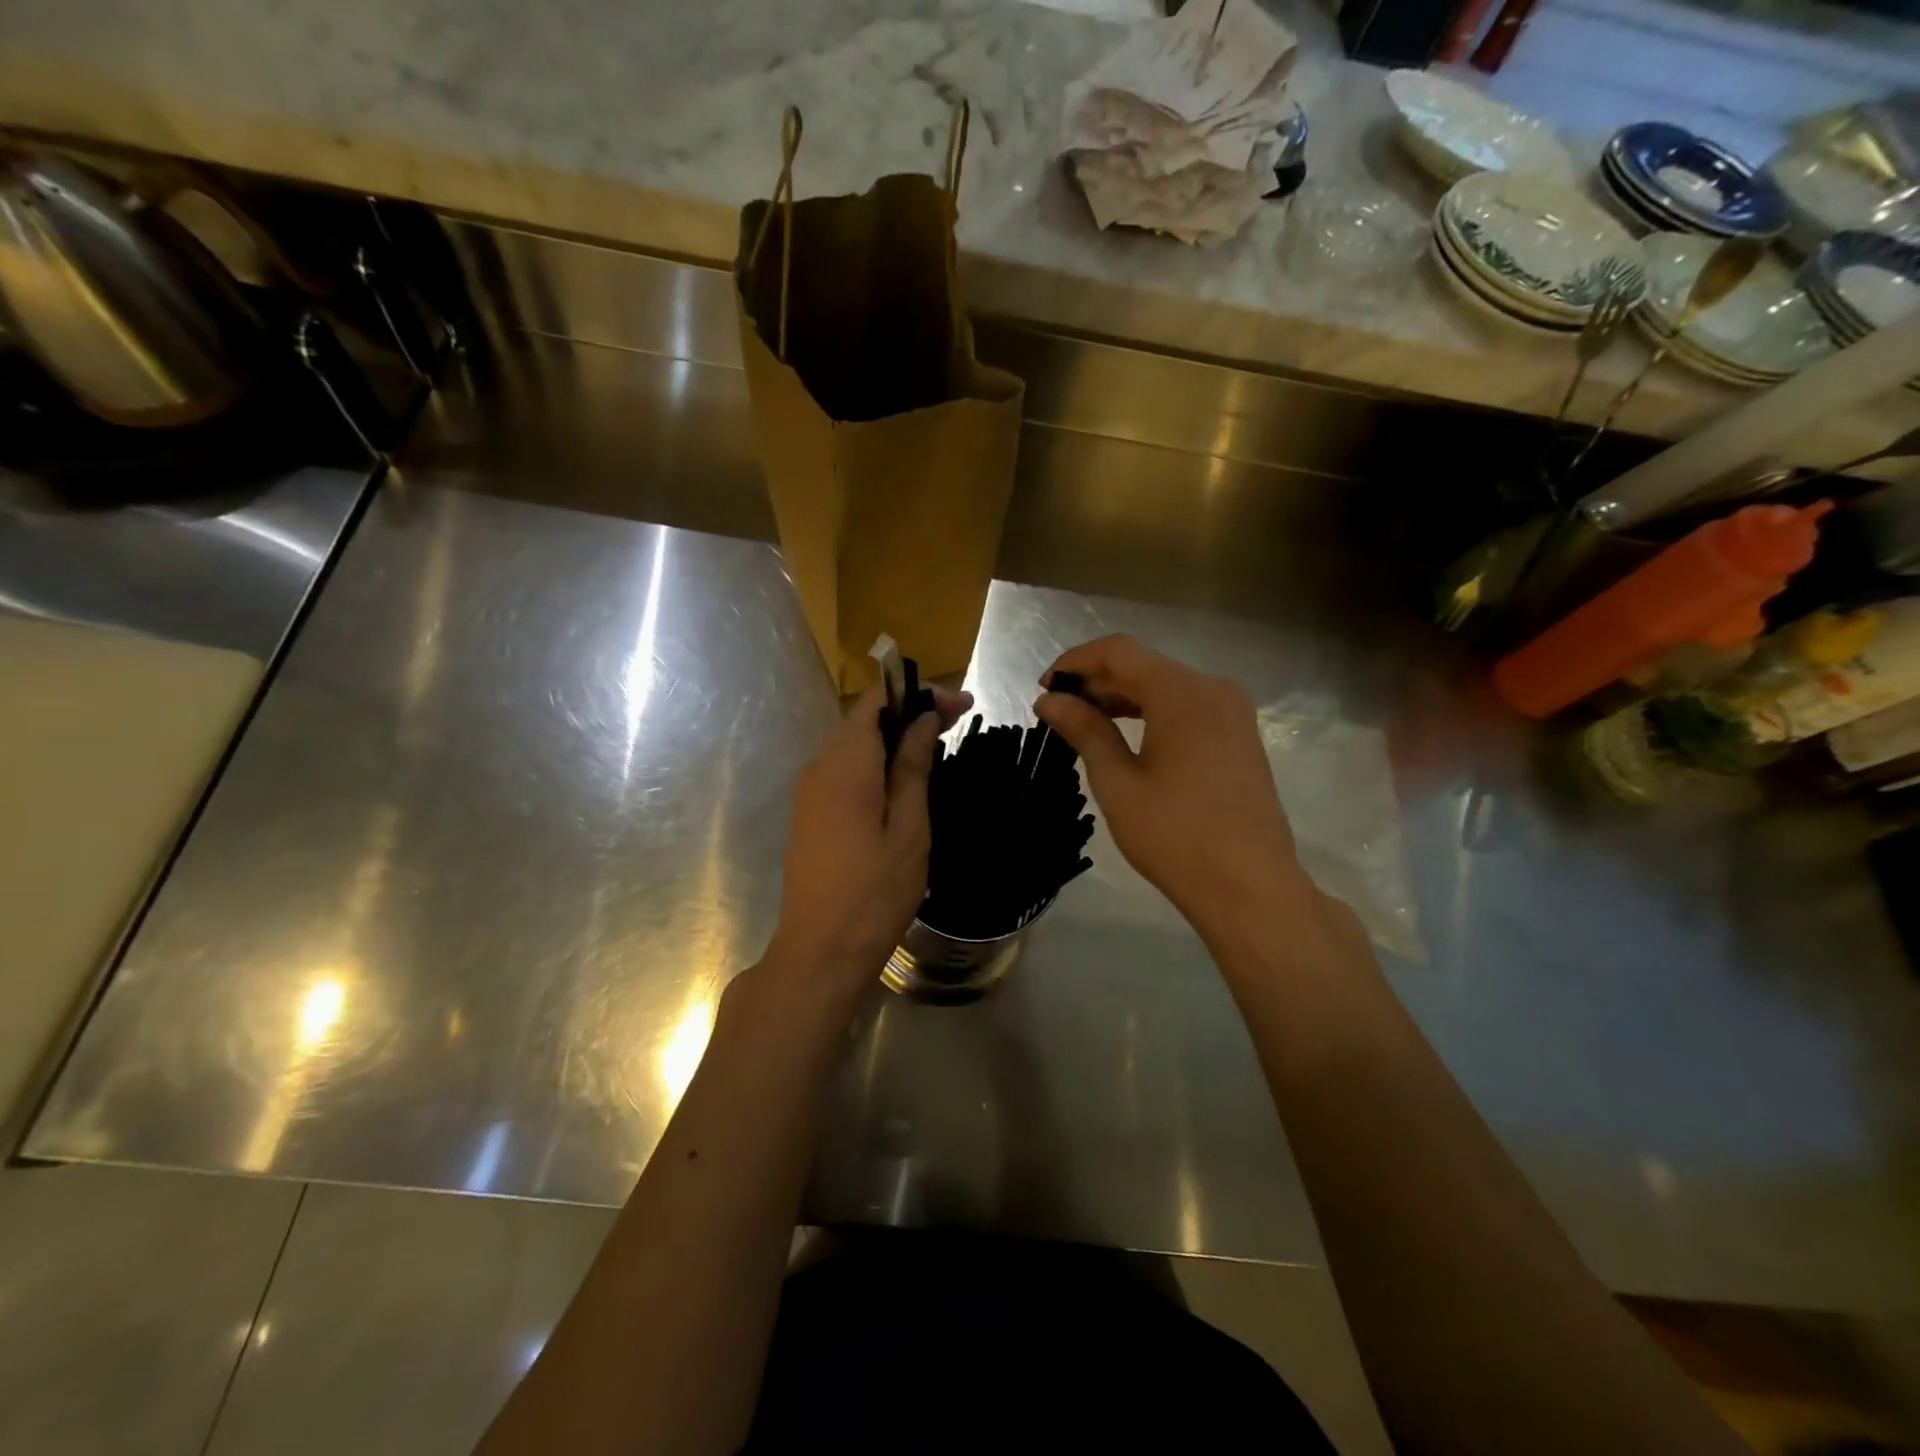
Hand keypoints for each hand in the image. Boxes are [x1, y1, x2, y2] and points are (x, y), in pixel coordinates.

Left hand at [762, 683, 971, 1003]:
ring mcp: (808, 792)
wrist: (820, 951)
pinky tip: (903, 781)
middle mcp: (818, 767)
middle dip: (909, 712)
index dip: (918, 693)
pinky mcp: (809, 814)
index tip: (961, 706)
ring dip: (892, 738)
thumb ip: (913, 767)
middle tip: (957, 722)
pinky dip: (875, 763)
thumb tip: (923, 720)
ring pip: (852, 745)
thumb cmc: (874, 892)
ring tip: (936, 748)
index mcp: (844, 764)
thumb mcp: (908, 828)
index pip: (876, 701)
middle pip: (863, 719)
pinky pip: (843, 770)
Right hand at [1035, 635, 1309, 937]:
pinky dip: (1151, 712)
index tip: (1044, 688)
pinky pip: (1187, 707)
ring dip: (1122, 697)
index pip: (1119, 651)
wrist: (1249, 887)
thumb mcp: (1118, 782)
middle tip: (1057, 711)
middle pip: (1144, 666)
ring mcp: (1233, 711)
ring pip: (1165, 686)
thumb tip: (1049, 700)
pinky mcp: (1239, 735)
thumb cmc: (1175, 836)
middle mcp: (1213, 689)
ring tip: (1083, 724)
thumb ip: (1084, 731)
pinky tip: (1125, 736)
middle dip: (1097, 682)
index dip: (1075, 661)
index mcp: (1183, 693)